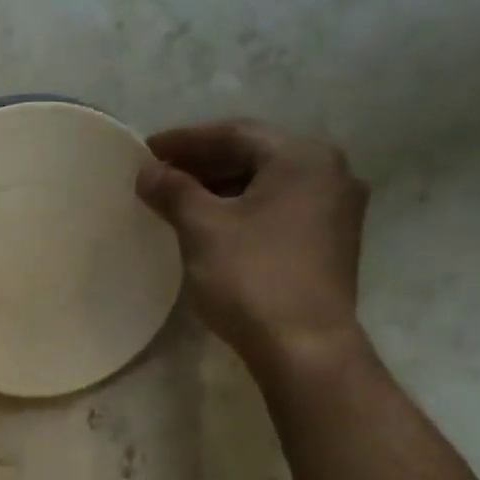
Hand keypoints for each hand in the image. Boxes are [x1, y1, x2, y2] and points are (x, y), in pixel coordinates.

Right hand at [136, 120, 368, 374]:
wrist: (303, 346)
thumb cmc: (252, 277)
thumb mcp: (203, 228)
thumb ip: (173, 191)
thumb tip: (146, 172)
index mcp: (303, 158)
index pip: (234, 133)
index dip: (184, 139)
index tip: (145, 150)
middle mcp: (329, 174)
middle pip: (253, 155)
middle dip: (201, 163)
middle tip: (156, 174)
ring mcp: (334, 210)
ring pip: (265, 184)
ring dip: (218, 187)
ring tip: (175, 199)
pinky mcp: (328, 243)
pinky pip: (276, 209)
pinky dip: (240, 209)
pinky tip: (209, 224)